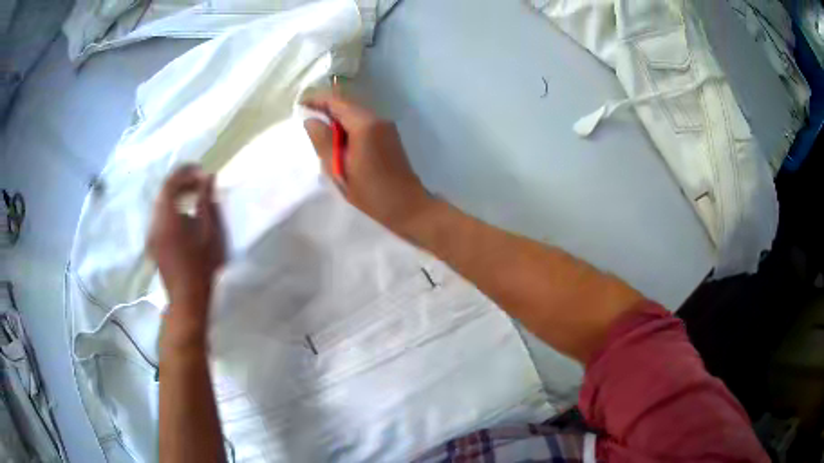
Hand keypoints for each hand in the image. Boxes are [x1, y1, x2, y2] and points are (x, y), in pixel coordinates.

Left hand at [148, 165, 225, 325]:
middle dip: (181, 183)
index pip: (170, 183)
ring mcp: (153, 234)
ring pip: (161, 205)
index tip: (201, 170)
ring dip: (177, 196)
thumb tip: (208, 177)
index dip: (184, 172)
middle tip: (200, 183)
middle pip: (164, 193)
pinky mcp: (154, 243)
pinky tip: (185, 217)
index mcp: (167, 217)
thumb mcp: (209, 232)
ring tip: (195, 197)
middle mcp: (155, 222)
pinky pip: (161, 217)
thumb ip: (206, 201)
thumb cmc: (202, 266)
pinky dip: (172, 209)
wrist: (187, 299)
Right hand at [303, 92, 433, 235]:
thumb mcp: (339, 169)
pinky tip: (337, 139)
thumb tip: (311, 120)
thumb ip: (323, 141)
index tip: (300, 105)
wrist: (407, 206)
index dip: (316, 99)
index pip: (337, 101)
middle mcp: (377, 118)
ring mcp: (385, 126)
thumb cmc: (370, 192)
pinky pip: (363, 122)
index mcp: (364, 125)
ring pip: (355, 112)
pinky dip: (347, 125)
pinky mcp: (389, 135)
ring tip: (318, 128)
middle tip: (305, 116)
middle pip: (347, 104)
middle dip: (325, 107)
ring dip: (336, 117)